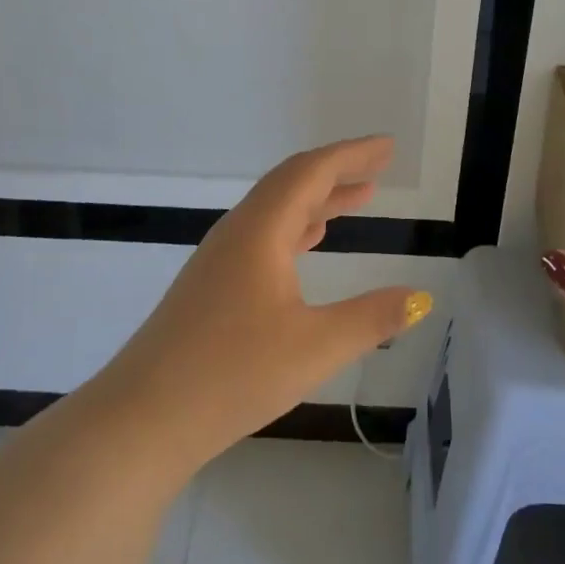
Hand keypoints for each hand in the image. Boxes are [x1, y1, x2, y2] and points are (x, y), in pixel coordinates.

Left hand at [94, 135, 433, 473]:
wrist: (143, 417)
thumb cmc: (232, 374)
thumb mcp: (314, 347)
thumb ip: (372, 319)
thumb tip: (421, 297)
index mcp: (261, 231)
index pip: (311, 172)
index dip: (352, 154)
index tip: (387, 146)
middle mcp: (238, 232)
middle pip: (292, 183)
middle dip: (338, 171)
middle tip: (379, 167)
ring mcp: (220, 258)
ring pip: (276, 210)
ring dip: (318, 199)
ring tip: (359, 198)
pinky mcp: (211, 284)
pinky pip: (263, 235)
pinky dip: (297, 227)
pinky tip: (310, 243)